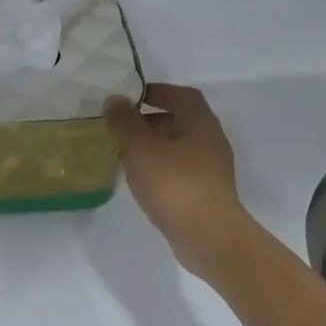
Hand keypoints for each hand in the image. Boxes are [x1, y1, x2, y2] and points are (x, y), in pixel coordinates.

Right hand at [105, 84, 250, 276]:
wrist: (207, 234)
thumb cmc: (174, 184)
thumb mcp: (141, 149)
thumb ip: (125, 123)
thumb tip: (115, 99)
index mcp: (200, 123)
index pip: (182, 95)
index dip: (159, 91)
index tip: (133, 96)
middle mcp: (210, 141)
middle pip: (180, 121)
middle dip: (150, 121)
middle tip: (122, 128)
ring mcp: (210, 169)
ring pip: (178, 148)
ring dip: (153, 147)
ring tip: (125, 155)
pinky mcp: (205, 193)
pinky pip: (179, 170)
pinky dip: (160, 168)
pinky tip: (141, 180)